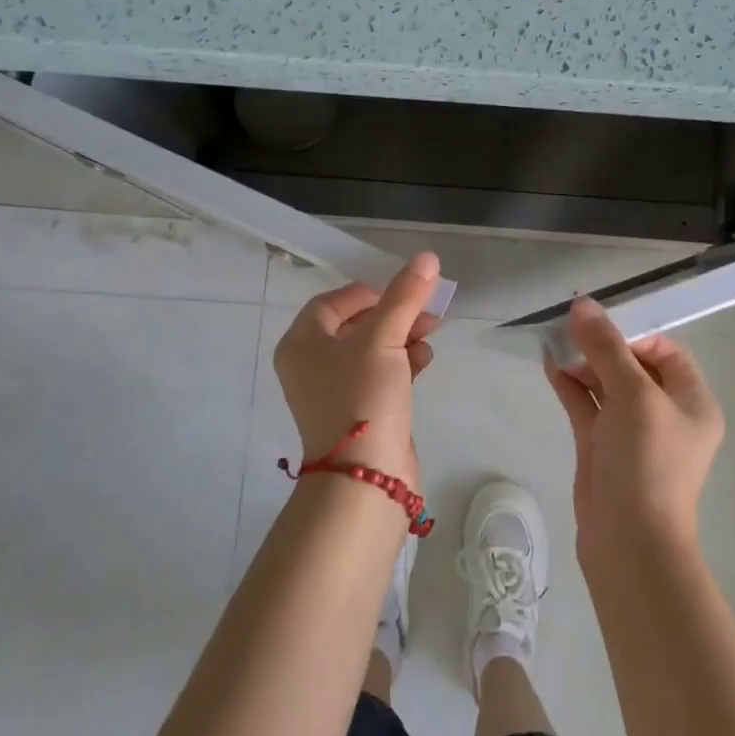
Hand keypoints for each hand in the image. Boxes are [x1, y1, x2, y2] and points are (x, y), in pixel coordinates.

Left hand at [274, 252, 441, 487]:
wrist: (365, 478)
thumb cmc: (362, 396)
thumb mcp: (384, 338)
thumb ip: (405, 296)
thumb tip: (427, 257)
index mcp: (302, 342)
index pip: (334, 301)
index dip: (371, 292)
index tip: (404, 292)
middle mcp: (311, 365)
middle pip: (356, 324)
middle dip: (395, 314)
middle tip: (429, 312)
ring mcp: (334, 392)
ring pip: (372, 350)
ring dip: (403, 337)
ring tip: (432, 333)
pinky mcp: (358, 412)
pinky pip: (380, 375)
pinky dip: (402, 364)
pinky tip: (425, 361)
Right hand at [543, 297, 723, 558]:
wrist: (629, 542)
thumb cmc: (647, 461)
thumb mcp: (632, 395)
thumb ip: (606, 347)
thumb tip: (583, 303)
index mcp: (691, 401)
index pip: (665, 352)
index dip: (633, 334)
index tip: (599, 327)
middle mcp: (665, 414)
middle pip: (632, 365)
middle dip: (601, 346)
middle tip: (568, 329)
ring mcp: (632, 432)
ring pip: (606, 384)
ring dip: (582, 363)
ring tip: (553, 341)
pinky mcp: (603, 447)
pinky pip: (588, 406)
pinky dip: (570, 386)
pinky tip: (549, 365)